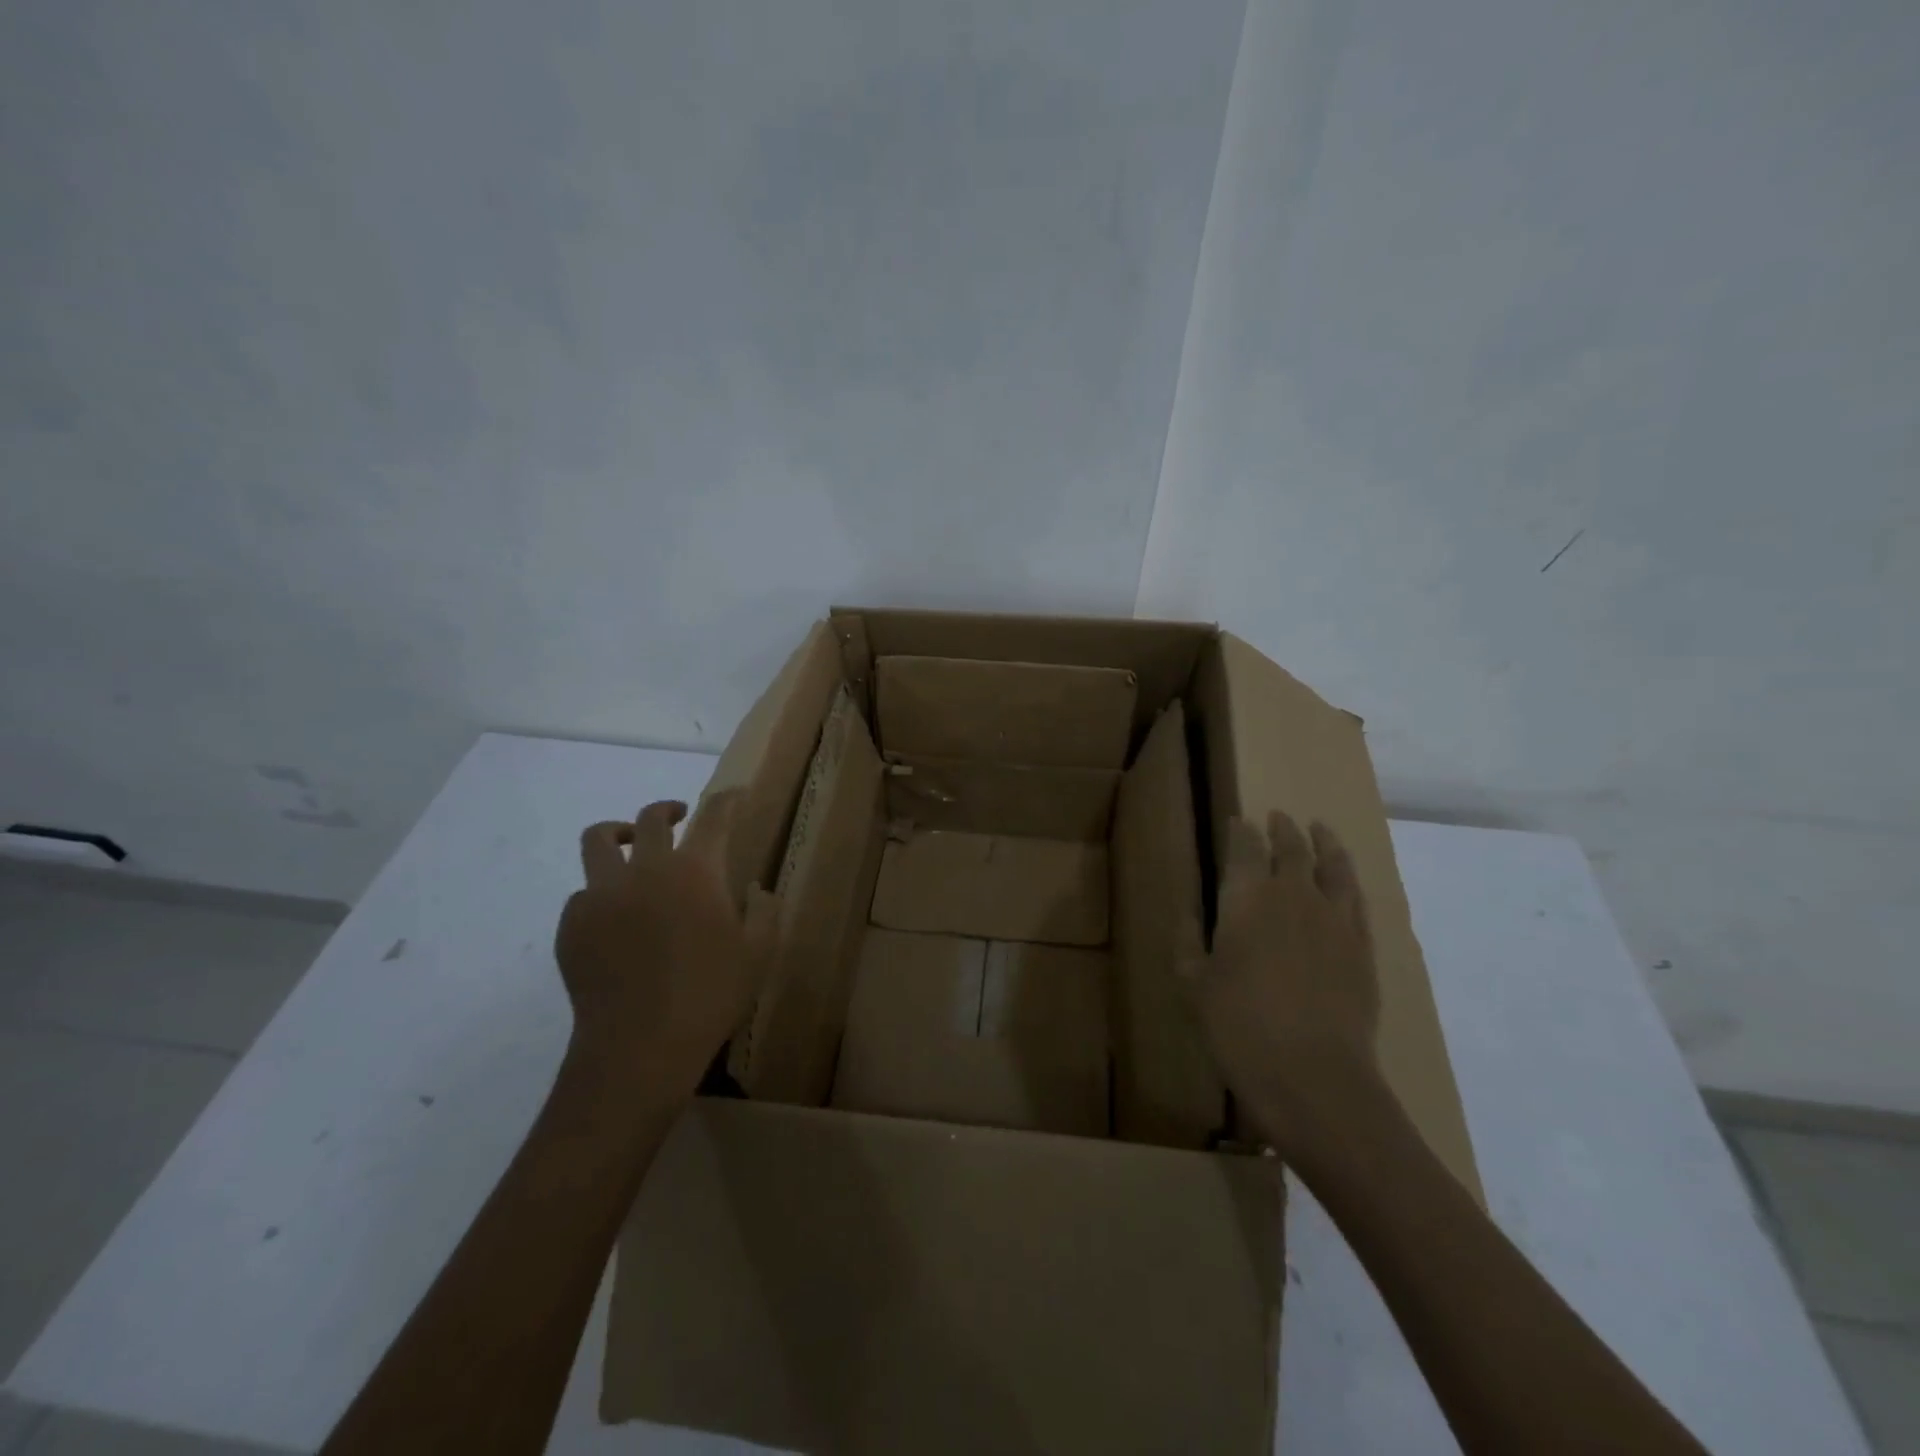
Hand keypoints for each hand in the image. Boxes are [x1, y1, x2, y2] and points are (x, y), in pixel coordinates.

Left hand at [554, 792, 778, 1092]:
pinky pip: (583, 892)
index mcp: (695, 871)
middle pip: (650, 818)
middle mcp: (646, 870)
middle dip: (667, 810)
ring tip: (626, 844)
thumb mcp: (759, 953)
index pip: (714, 816)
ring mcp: (602, 894)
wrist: (639, 1045)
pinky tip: (613, 918)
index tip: (734, 793)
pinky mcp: (572, 924)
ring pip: (598, 840)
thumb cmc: (710, 994)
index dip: (726, 799)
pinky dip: (600, 893)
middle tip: (677, 816)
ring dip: (616, 834)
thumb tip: (755, 888)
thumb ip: (763, 911)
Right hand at [1188, 810, 1382, 1156]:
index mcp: (1246, 899)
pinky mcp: (1363, 946)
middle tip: (1278, 817)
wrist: (1313, 1075)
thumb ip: (1187, 942)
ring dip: (1325, 843)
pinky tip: (1346, 881)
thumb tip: (1188, 912)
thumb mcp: (1193, 985)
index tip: (1238, 821)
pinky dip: (1349, 880)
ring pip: (1333, 866)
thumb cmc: (1238, 1026)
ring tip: (1321, 830)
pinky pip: (1358, 900)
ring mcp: (1334, 919)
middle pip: (1292, 848)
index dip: (1240, 832)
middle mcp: (1293, 896)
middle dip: (1283, 829)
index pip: (1244, 849)